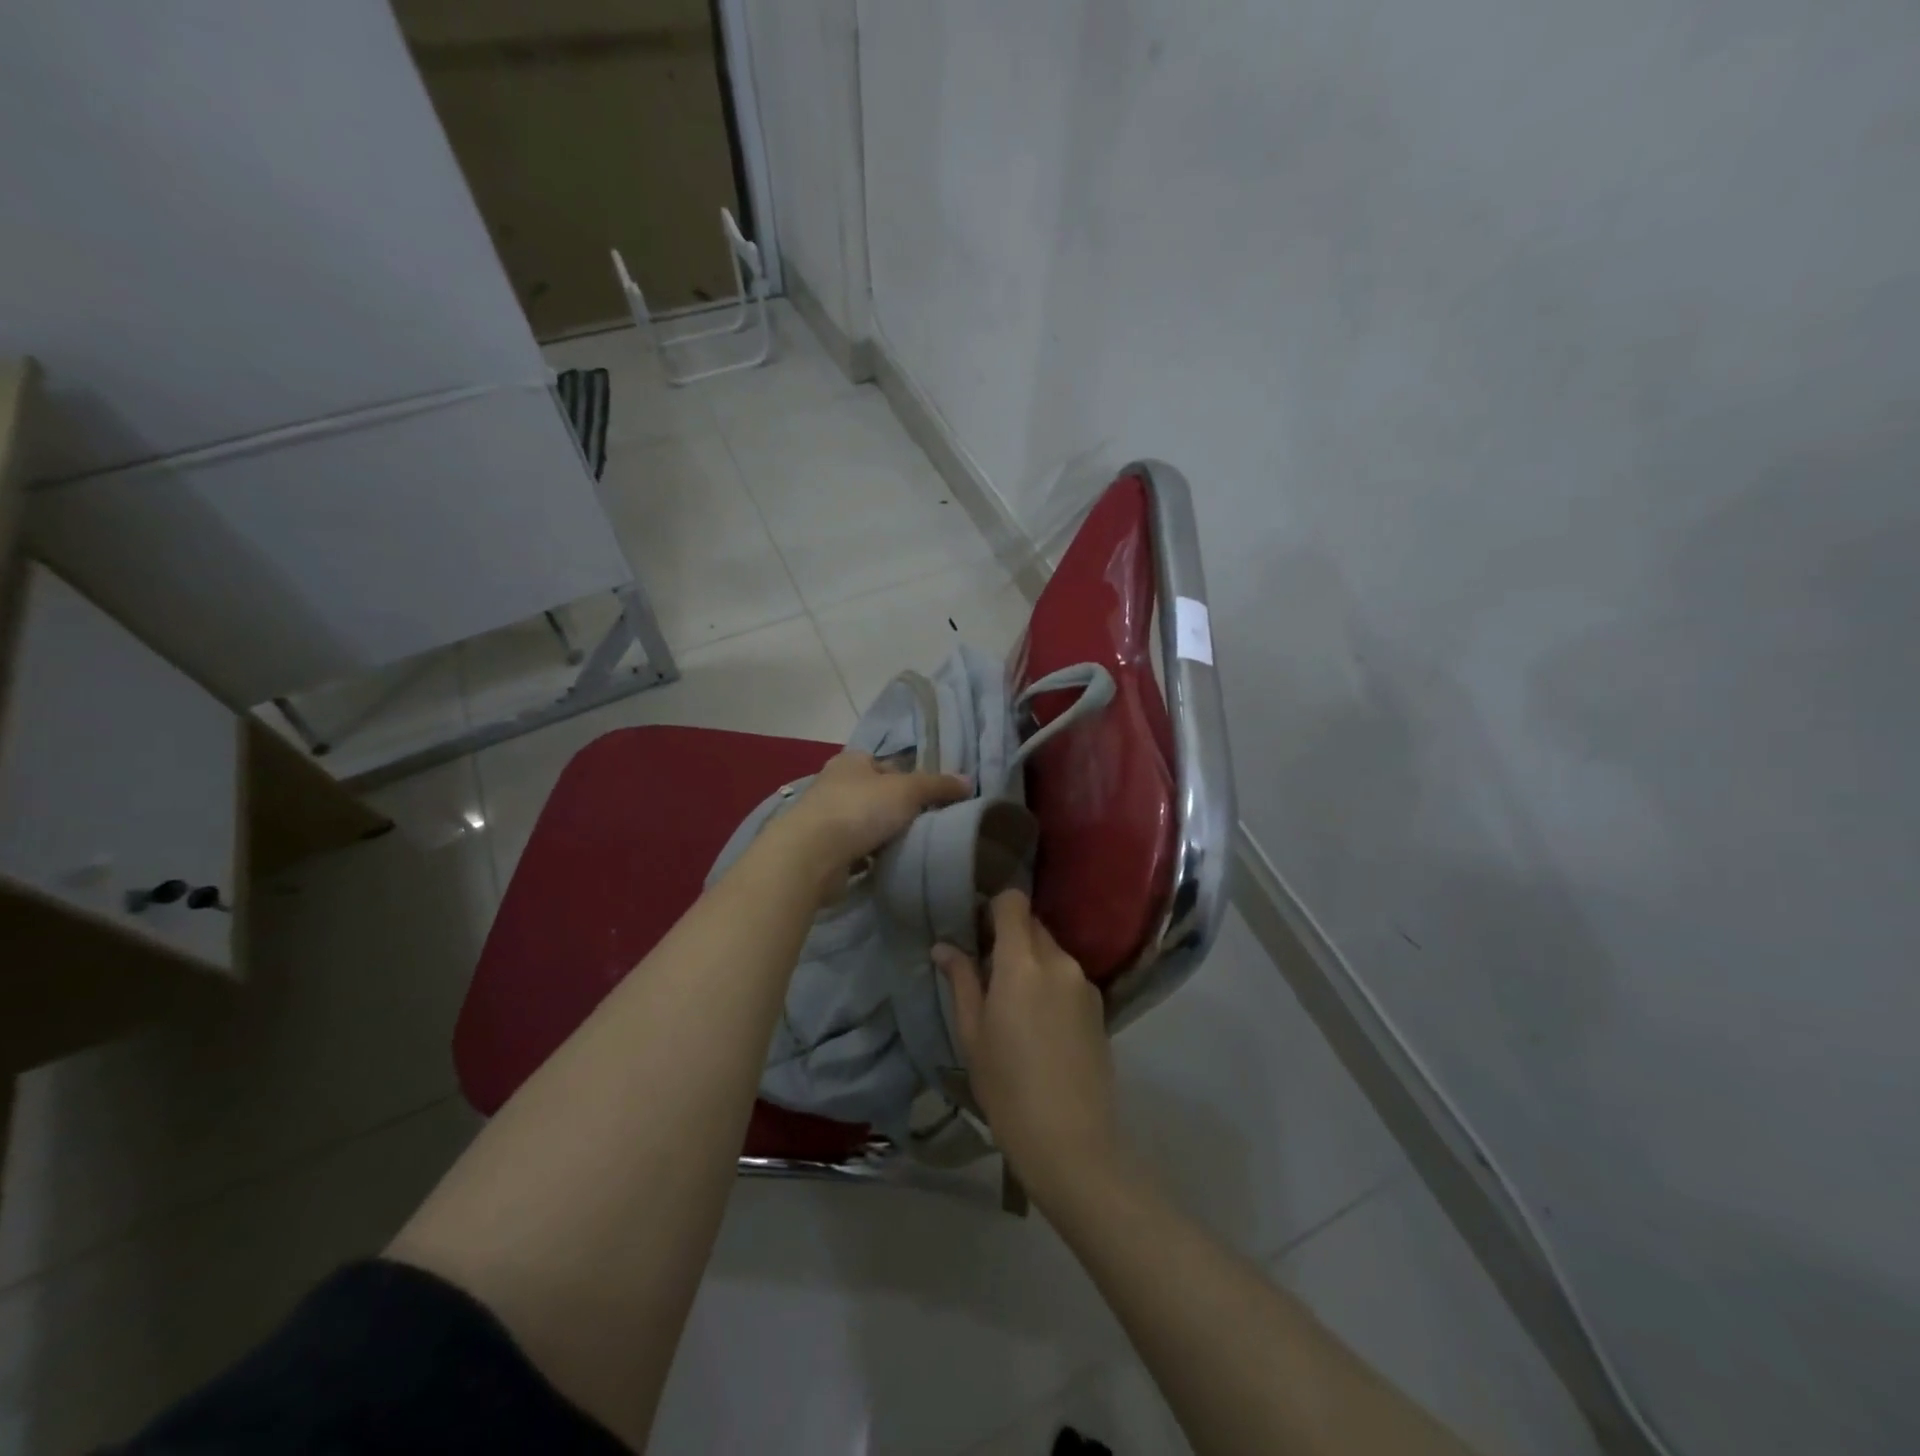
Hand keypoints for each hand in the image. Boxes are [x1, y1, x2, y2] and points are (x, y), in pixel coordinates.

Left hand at [770, 751, 968, 894]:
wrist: (812, 855)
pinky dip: (872, 857)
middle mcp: (835, 784)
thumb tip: (968, 780)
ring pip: (868, 823)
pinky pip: (857, 850)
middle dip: (900, 809)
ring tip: (914, 847)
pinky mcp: (823, 850)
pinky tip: (890, 864)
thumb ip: (938, 785)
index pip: (888, 765)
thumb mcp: (907, 790)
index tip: (934, 798)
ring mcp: (826, 818)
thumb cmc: (860, 809)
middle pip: (878, 795)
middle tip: (930, 824)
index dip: (912, 778)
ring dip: (886, 835)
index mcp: (852, 761)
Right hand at [935, 891, 1125, 1211]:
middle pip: (1033, 925)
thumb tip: (943, 947)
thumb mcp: (972, 1034)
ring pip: (1052, 952)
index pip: (1014, 902)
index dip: (994, 907)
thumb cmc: (1007, 1087)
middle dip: (1011, 937)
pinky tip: (1043, 1027)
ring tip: (1016, 1007)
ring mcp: (1085, 984)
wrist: (1070, 1142)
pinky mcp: (1101, 1007)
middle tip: (989, 974)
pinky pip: (1069, 978)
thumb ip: (961, 981)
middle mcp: (1059, 962)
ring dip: (1032, 962)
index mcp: (1023, 963)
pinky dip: (1053, 985)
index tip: (978, 930)